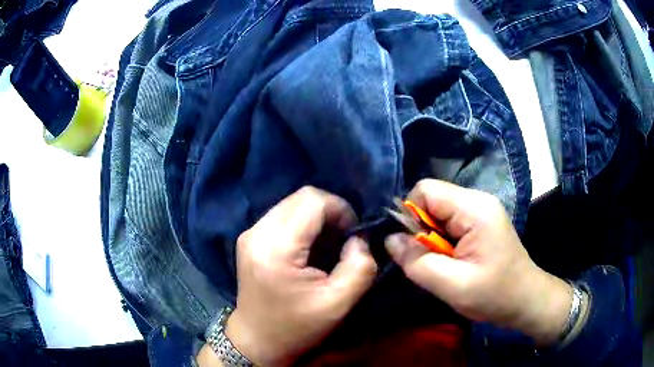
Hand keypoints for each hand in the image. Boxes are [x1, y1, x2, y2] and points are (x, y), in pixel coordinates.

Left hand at [211, 187, 376, 365]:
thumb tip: (358, 239)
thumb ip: (359, 266)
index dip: (341, 210)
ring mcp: (250, 233)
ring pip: (293, 204)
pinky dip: (303, 225)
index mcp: (276, 248)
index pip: (313, 201)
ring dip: (316, 218)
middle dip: (330, 212)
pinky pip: (283, 216)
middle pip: (302, 197)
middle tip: (343, 240)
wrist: (257, 340)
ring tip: (327, 246)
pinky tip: (309, 249)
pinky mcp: (250, 238)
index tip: (353, 236)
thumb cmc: (296, 327)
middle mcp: (257, 232)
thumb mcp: (338, 304)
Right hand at [385, 179, 571, 345]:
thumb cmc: (494, 295)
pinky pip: (449, 221)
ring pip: (438, 212)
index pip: (425, 190)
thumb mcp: (453, 286)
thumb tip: (390, 239)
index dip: (409, 215)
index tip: (411, 247)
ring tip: (442, 264)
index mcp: (474, 209)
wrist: (526, 299)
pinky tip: (450, 260)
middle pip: (432, 200)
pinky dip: (441, 240)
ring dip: (431, 237)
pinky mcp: (481, 222)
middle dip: (420, 229)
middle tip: (429, 260)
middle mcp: (477, 200)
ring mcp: (481, 210)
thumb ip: (418, 262)